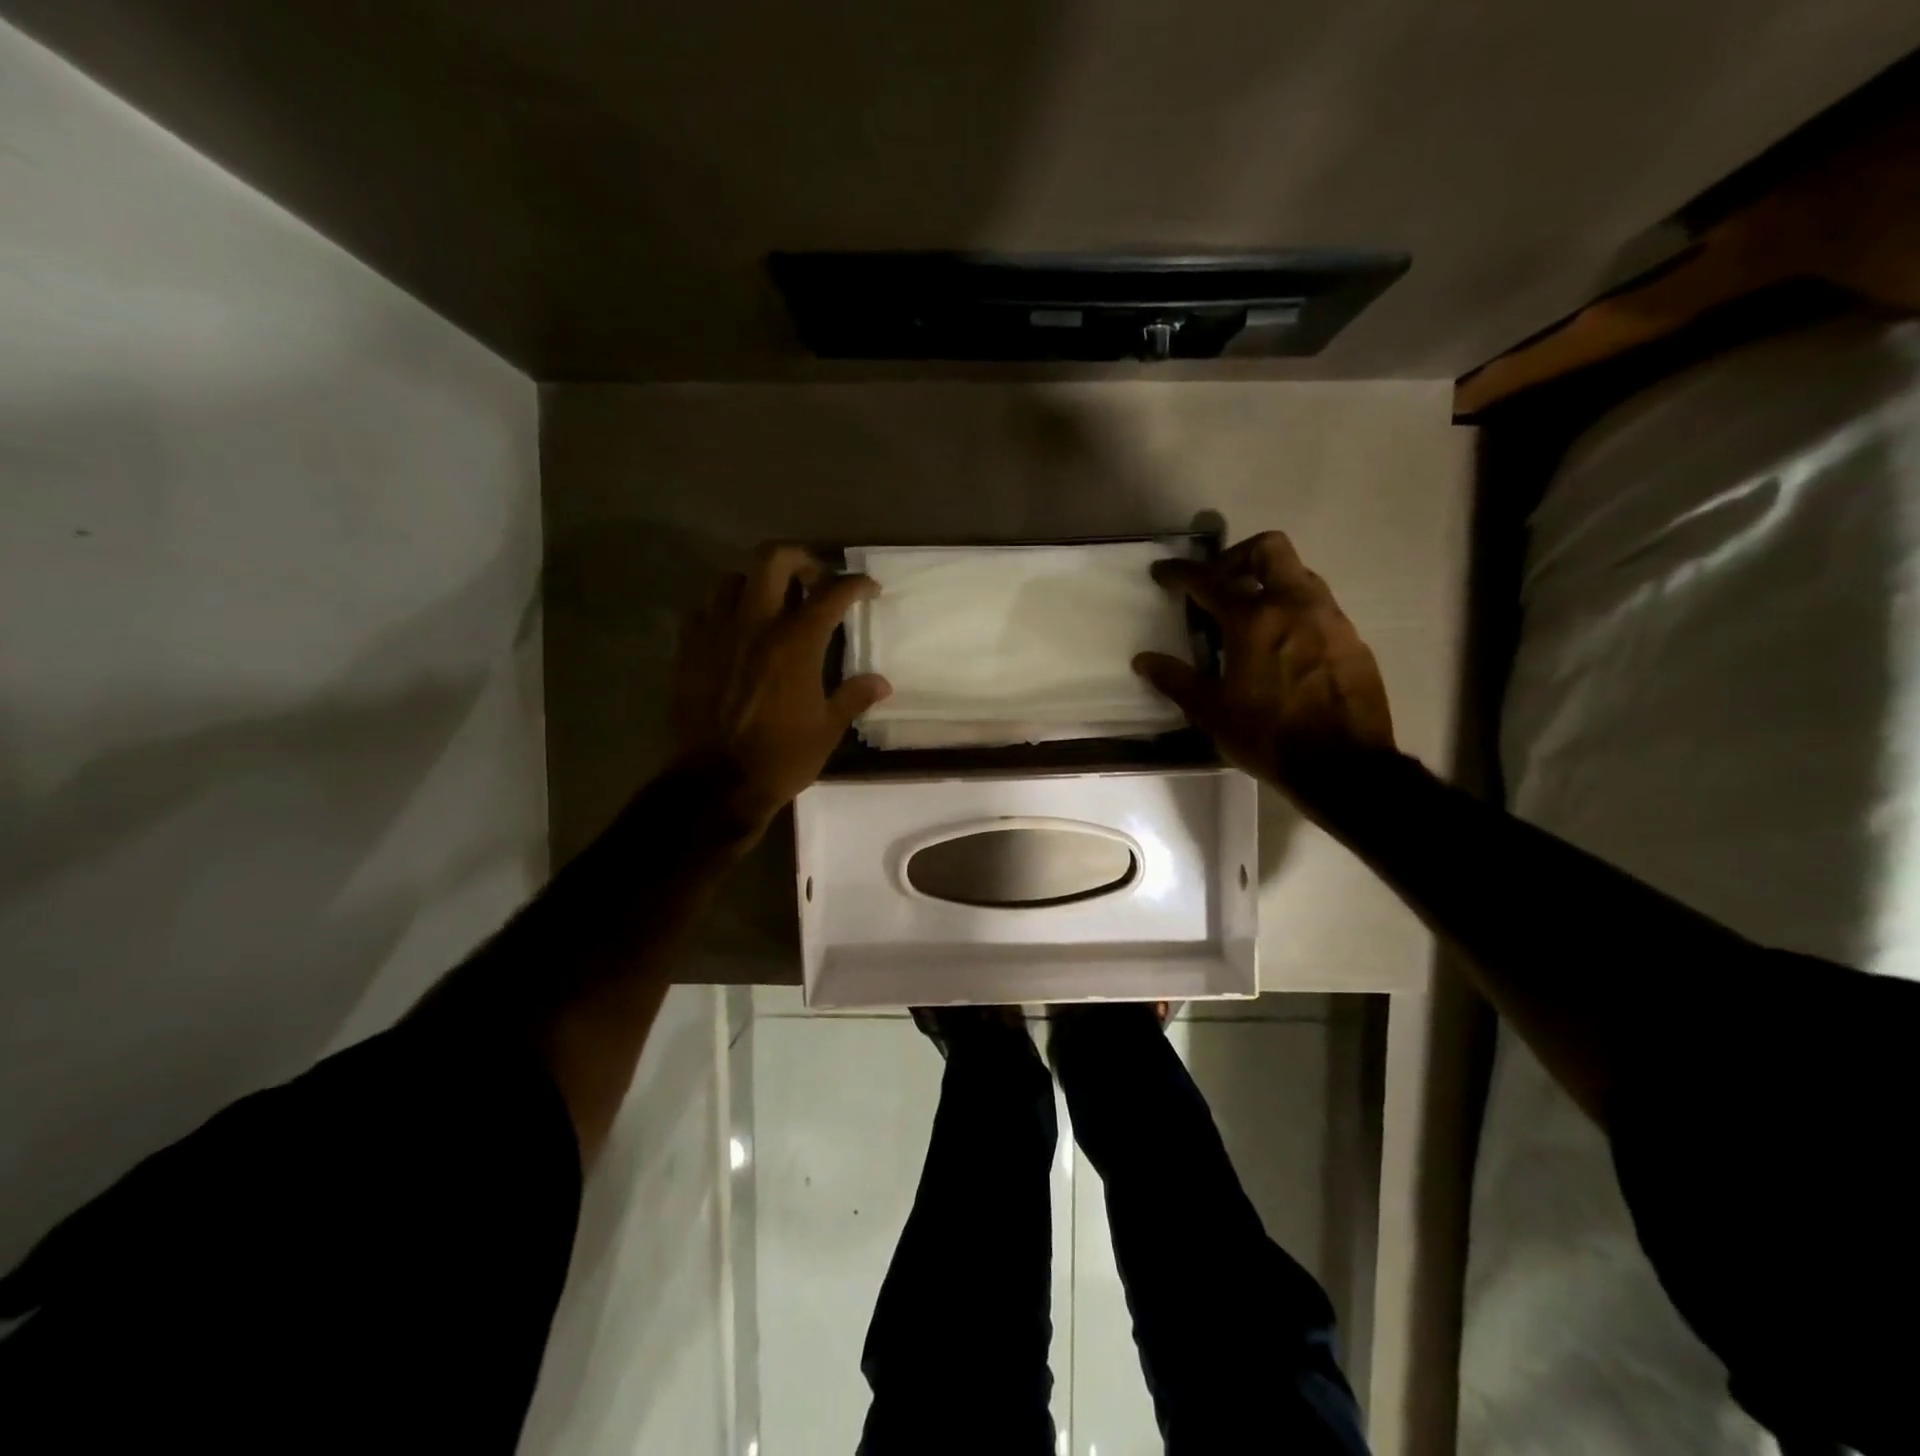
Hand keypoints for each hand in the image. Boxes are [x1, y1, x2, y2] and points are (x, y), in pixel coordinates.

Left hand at [669, 545, 890, 839]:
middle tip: (815, 581)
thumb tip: (881, 683)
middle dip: (801, 559)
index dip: (856, 584)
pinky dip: (726, 608)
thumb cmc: (779, 758)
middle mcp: (754, 624)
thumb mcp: (828, 730)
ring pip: (733, 577)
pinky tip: (737, 630)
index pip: (832, 593)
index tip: (869, 589)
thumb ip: (853, 697)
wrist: (714, 785)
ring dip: (758, 581)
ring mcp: (716, 633)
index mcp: (795, 642)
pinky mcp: (689, 649)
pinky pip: (705, 609)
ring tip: (772, 602)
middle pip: (773, 559)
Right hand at [1133, 531, 1393, 795]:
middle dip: (1238, 556)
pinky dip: (1294, 612)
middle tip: (1219, 583)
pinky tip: (1283, 647)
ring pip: (1299, 575)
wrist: (1344, 766)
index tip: (1163, 572)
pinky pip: (1319, 607)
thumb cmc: (1268, 737)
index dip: (1181, 572)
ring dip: (1269, 583)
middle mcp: (1294, 605)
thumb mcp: (1211, 712)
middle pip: (1269, 549)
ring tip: (1250, 616)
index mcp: (1253, 620)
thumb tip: (1144, 660)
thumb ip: (1176, 680)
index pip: (1210, 580)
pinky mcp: (1352, 639)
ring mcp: (1330, 619)